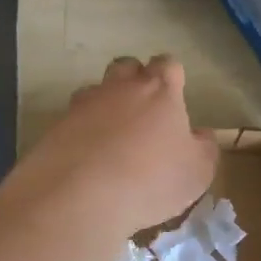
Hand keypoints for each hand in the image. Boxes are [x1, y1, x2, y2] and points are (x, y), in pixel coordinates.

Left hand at [16, 56, 218, 235]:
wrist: (81, 196)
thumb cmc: (151, 179)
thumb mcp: (197, 171)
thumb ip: (204, 147)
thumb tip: (200, 134)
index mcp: (159, 90)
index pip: (168, 64)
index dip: (172, 76)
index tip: (175, 95)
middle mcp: (120, 88)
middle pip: (127, 66)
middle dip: (134, 80)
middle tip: (143, 110)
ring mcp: (84, 105)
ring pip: (95, 90)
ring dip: (104, 105)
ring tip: (111, 136)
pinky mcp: (56, 127)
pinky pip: (73, 120)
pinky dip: (81, 132)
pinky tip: (87, 157)